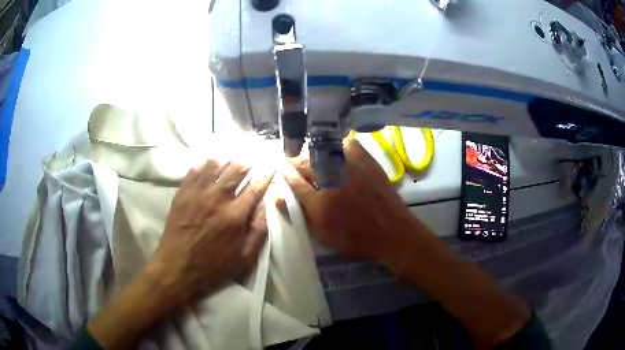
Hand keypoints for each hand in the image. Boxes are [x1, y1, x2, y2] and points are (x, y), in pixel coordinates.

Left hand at [147, 159, 273, 309]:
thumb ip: (258, 230)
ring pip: (215, 164)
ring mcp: (197, 193)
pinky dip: (205, 162)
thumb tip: (265, 204)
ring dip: (228, 156)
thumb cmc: (214, 266)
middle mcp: (217, 199)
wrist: (177, 266)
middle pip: (237, 169)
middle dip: (250, 157)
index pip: (256, 186)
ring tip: (234, 152)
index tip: (272, 162)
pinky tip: (210, 161)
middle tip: (256, 151)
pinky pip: (195, 169)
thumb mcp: (245, 257)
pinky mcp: (182, 193)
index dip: (266, 172)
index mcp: (235, 216)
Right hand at [283, 139, 427, 264]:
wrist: (392, 231)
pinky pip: (345, 143)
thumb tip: (278, 193)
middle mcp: (333, 180)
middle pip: (303, 161)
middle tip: (295, 167)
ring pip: (321, 150)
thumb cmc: (355, 238)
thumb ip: (299, 213)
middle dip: (294, 163)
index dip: (284, 174)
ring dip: (312, 155)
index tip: (282, 171)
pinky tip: (336, 156)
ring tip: (314, 163)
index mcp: (320, 203)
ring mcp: (351, 166)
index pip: (292, 180)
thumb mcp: (322, 234)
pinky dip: (337, 147)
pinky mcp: (366, 159)